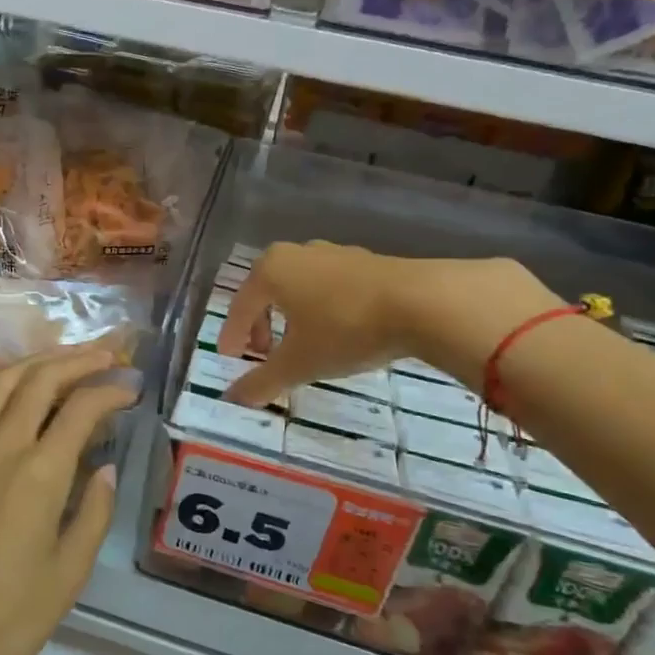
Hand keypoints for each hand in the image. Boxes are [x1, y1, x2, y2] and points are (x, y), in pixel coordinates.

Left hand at [0, 343, 138, 654]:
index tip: (129, 388)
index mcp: (40, 474)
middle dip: (78, 360)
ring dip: (34, 360)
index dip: (111, 391)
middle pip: (41, 380)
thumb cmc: (1, 620)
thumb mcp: (66, 577)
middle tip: (105, 356)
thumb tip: (107, 469)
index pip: (82, 409)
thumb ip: (93, 516)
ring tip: (60, 357)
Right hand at [219, 243, 562, 405]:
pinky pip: (329, 287)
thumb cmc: (345, 328)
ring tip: (302, 345)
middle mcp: (296, 254)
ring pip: (300, 288)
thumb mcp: (299, 363)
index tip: (230, 358)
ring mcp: (334, 254)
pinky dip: (322, 309)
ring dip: (293, 316)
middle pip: (267, 292)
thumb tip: (232, 400)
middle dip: (262, 325)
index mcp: (270, 270)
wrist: (423, 302)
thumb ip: (261, 382)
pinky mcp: (367, 261)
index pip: (240, 306)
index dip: (232, 335)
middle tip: (265, 354)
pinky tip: (338, 332)